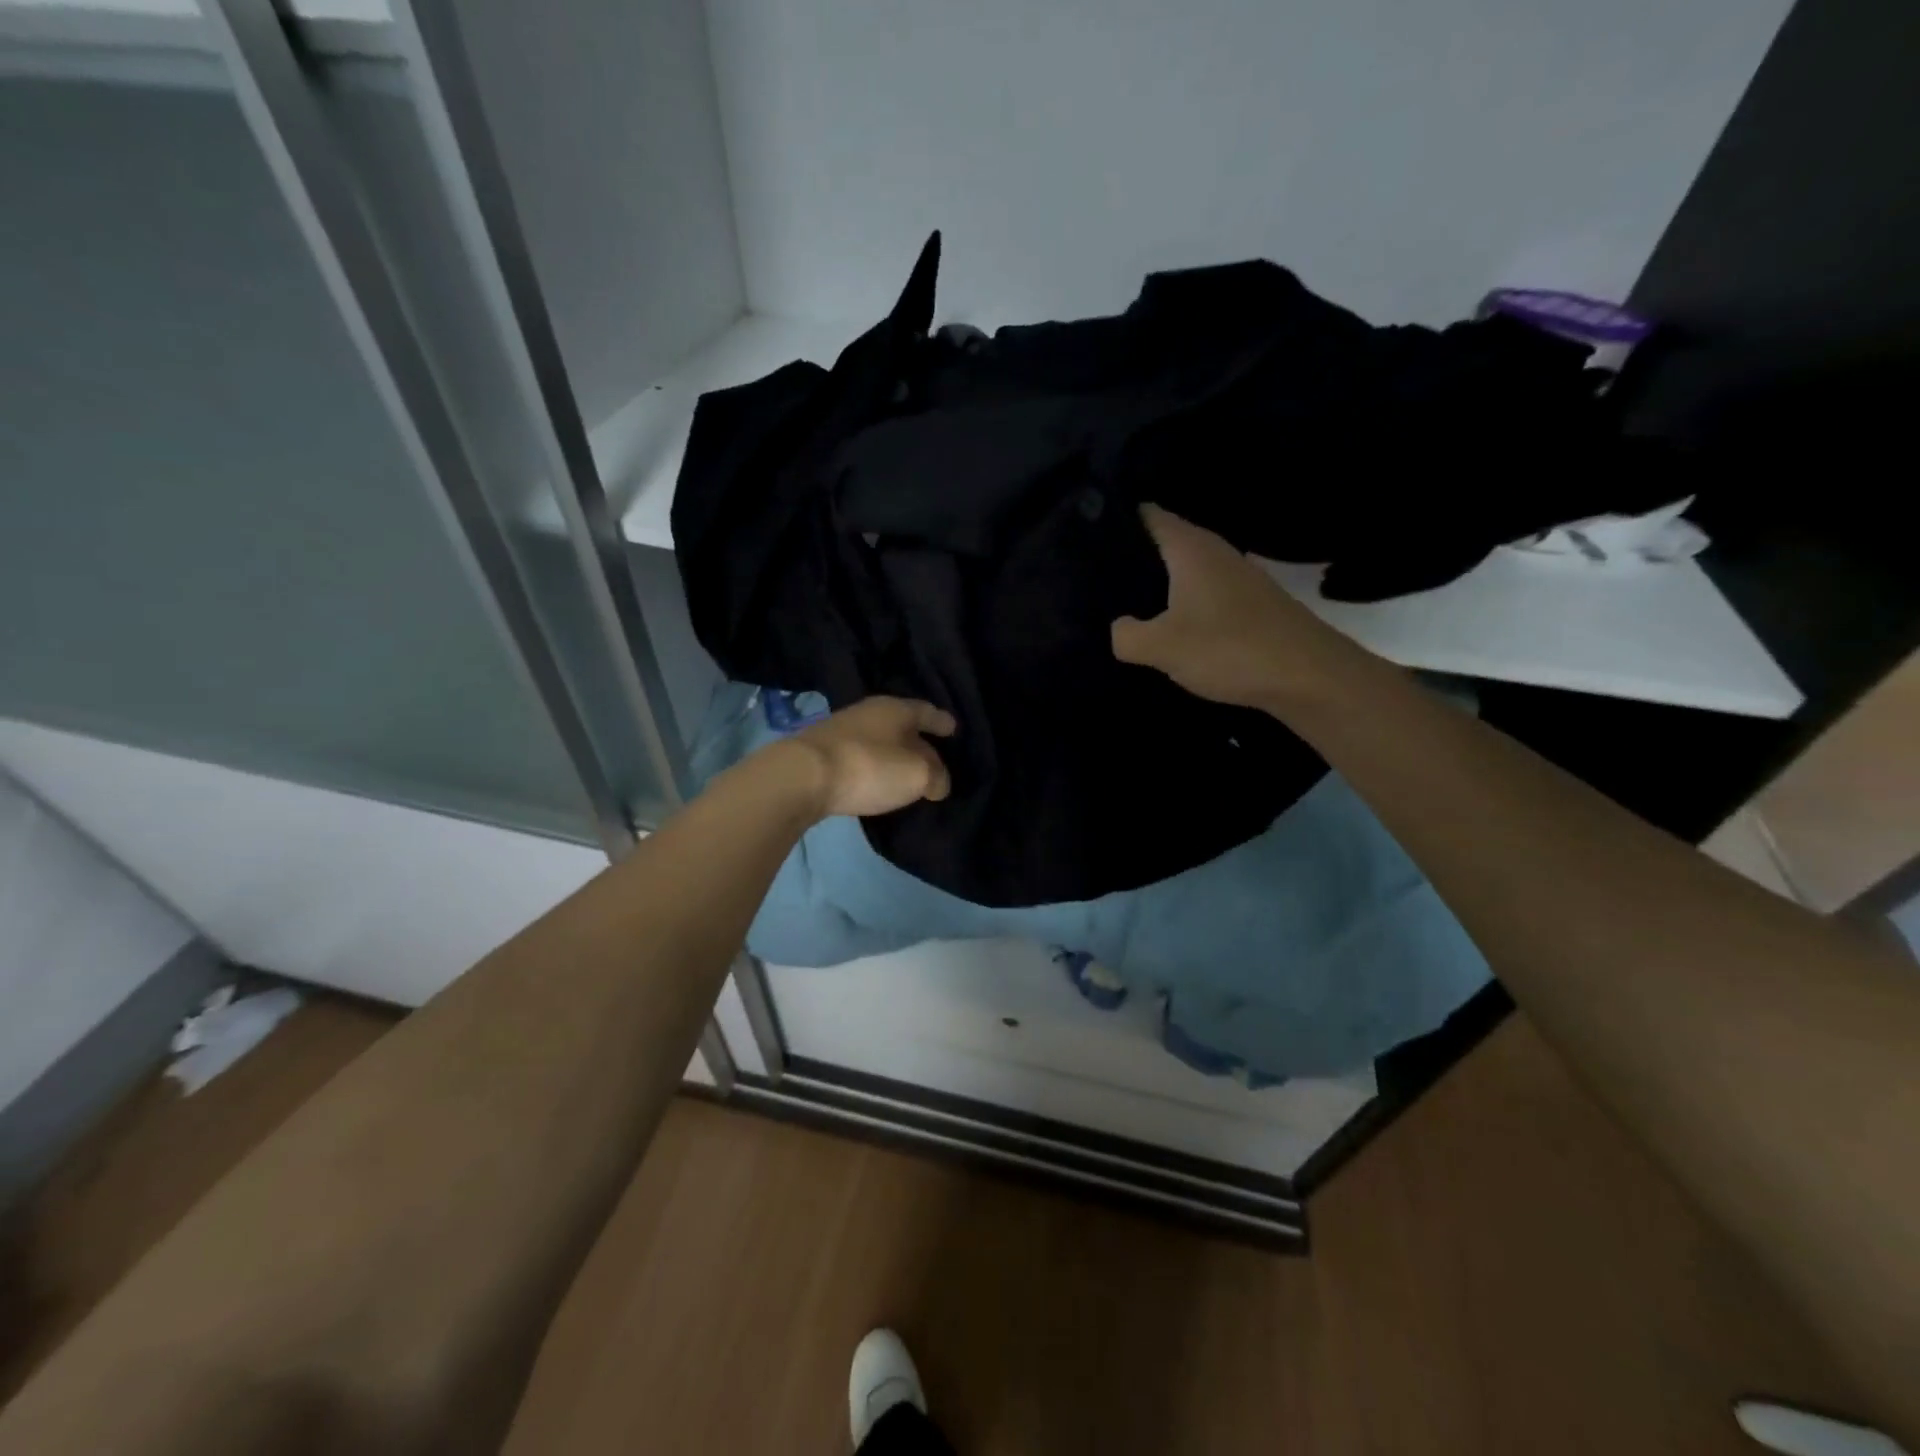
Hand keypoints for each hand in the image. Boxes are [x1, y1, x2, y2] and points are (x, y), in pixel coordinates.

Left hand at [782, 696, 956, 817]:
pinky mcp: (822, 751)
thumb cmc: (870, 767)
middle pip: (902, 723)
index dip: (942, 721)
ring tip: (906, 768)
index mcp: (896, 708)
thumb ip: (936, 777)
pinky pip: (861, 754)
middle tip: (934, 754)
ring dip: (893, 752)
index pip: (927, 711)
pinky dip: (873, 763)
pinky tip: (876, 777)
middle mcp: (869, 711)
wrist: (802, 776)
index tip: (953, 728)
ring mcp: (842, 729)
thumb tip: (938, 782)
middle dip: (918, 737)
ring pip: (879, 738)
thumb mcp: (917, 775)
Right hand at [1111, 504, 1330, 710]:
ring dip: (1157, 584)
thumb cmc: (1230, 649)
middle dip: (1131, 558)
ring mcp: (1236, 577)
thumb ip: (1126, 635)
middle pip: (1164, 542)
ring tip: (1122, 604)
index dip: (1114, 523)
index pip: (1145, 515)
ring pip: (1184, 570)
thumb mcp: (1162, 647)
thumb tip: (1117, 627)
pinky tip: (1167, 629)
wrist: (1308, 677)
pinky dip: (1181, 604)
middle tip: (1093, 579)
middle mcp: (1215, 552)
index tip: (1082, 540)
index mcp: (1191, 548)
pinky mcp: (1249, 604)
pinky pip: (1202, 594)